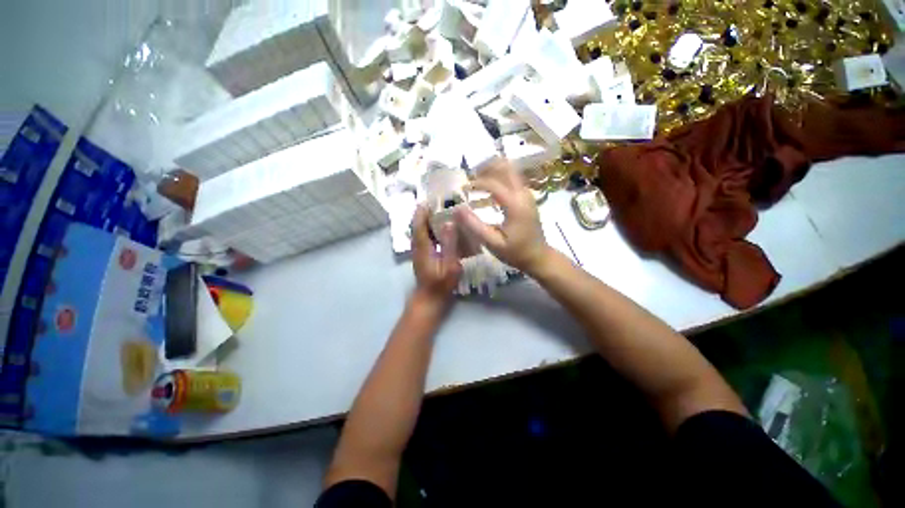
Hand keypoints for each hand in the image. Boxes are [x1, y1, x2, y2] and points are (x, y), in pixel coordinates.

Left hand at [411, 205, 461, 305]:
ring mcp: (419, 252)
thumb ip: (450, 244)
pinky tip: (441, 229)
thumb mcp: (450, 265)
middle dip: (425, 212)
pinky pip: (424, 237)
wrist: (429, 299)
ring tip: (440, 211)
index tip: (429, 199)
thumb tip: (450, 223)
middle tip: (438, 202)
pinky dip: (430, 229)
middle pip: (418, 225)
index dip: (422, 211)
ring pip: (420, 231)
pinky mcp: (422, 256)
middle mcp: (417, 247)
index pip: (419, 224)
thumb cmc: (441, 284)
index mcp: (423, 247)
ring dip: (427, 220)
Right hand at [454, 160, 551, 274]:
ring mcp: (527, 194)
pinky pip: (512, 181)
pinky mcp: (527, 198)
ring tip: (476, 183)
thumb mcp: (492, 243)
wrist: (538, 257)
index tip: (462, 189)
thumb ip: (474, 225)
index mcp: (515, 204)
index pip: (494, 183)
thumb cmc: (515, 252)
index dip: (476, 183)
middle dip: (486, 169)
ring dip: (492, 172)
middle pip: (506, 168)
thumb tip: (457, 209)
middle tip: (470, 178)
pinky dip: (498, 180)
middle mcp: (523, 194)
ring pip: (510, 172)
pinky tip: (487, 193)